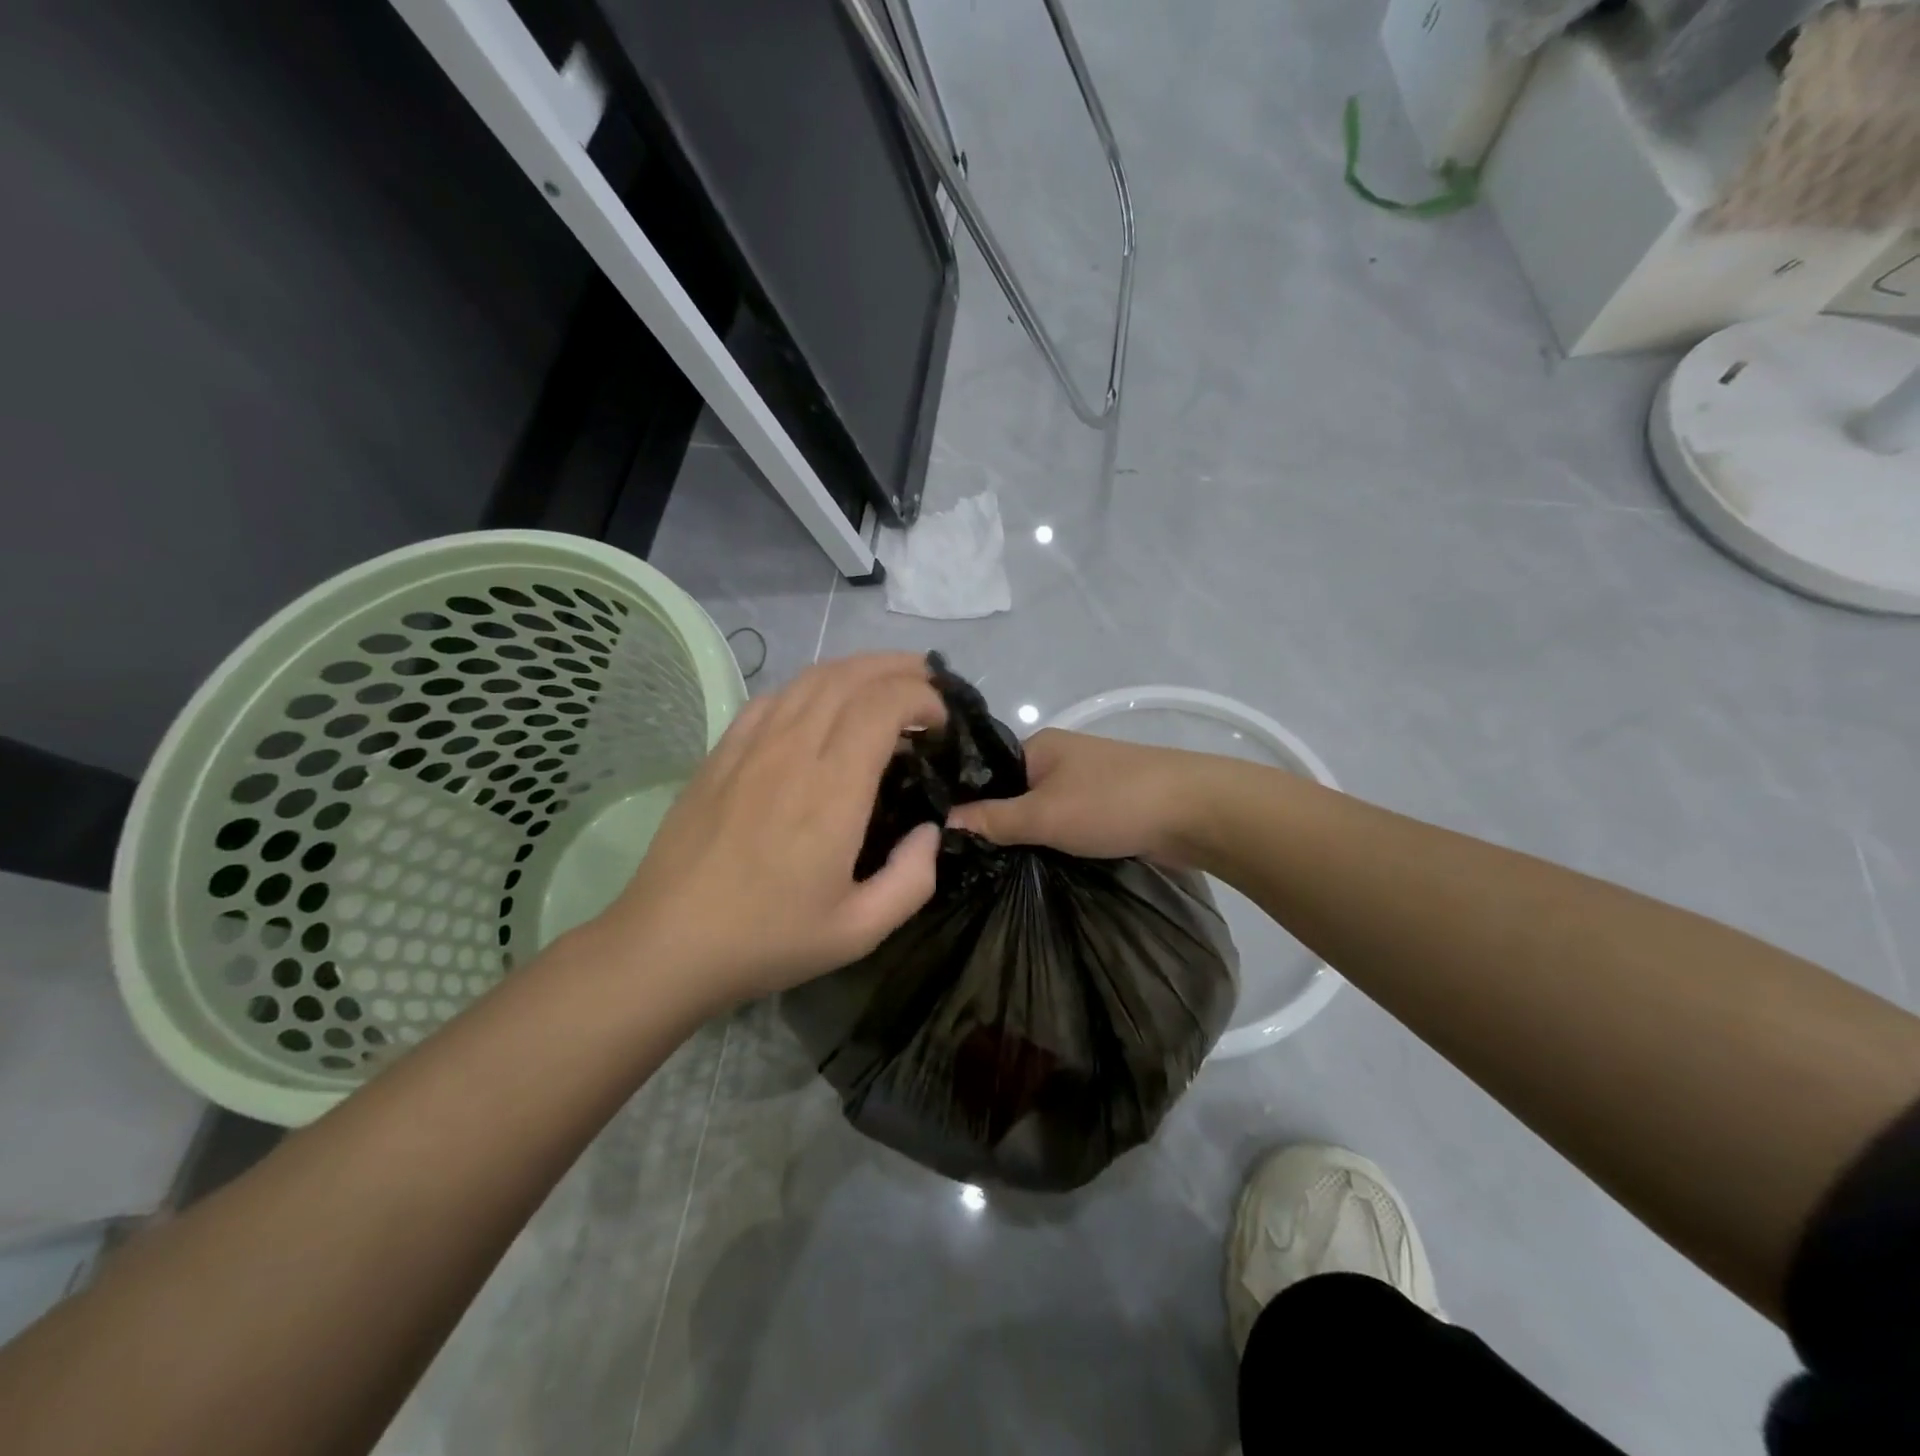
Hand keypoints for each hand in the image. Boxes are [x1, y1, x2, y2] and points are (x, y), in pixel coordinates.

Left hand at [597, 654, 947, 1007]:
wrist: (668, 943)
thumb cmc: (767, 939)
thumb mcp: (859, 931)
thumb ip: (912, 879)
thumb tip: (930, 830)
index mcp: (833, 790)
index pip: (883, 706)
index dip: (922, 698)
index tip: (941, 723)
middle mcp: (793, 751)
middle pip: (850, 677)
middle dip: (898, 669)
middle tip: (928, 685)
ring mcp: (751, 746)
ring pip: (811, 678)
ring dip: (857, 669)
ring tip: (886, 682)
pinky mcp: (722, 752)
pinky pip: (772, 697)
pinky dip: (810, 686)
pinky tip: (821, 704)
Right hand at [946, 728, 1226, 862]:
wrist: (1195, 811)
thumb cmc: (1112, 803)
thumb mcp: (1043, 814)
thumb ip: (993, 819)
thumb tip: (944, 821)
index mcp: (1038, 746)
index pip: (984, 770)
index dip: (962, 799)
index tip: (938, 835)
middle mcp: (1059, 757)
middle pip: (1012, 792)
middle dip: (995, 823)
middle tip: (965, 860)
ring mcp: (1086, 781)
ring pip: (1041, 810)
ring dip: (1027, 835)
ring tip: (994, 867)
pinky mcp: (1108, 805)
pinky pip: (1066, 822)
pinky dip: (1054, 840)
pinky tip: (1036, 864)